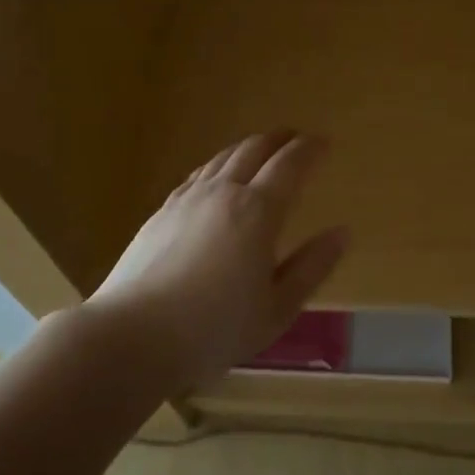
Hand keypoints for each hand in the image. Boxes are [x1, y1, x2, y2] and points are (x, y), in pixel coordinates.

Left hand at [86, 131, 348, 391]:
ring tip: (260, 150)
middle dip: (279, 139)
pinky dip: (217, 166)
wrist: (132, 335)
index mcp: (257, 212)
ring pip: (222, 158)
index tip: (324, 142)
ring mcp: (186, 200)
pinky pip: (197, 175)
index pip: (289, 165)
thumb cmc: (214, 329)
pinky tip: (215, 177)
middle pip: (253, 150)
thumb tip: (342, 233)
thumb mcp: (277, 309)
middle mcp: (222, 193)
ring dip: (247, 148)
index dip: (310, 149)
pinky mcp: (160, 213)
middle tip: (295, 138)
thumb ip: (311, 268)